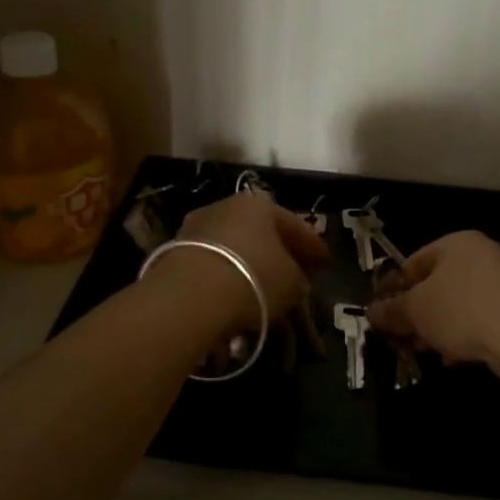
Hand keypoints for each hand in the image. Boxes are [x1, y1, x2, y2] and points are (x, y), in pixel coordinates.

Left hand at [171, 191, 327, 329]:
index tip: (325, 263)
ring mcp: (196, 227)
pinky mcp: (174, 251)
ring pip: (233, 246)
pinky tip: (233, 294)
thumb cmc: (254, 278)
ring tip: (261, 288)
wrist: (190, 295)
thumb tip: (296, 278)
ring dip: (248, 264)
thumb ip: (299, 277)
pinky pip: (212, 263)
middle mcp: (226, 206)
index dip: (313, 246)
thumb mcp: (293, 282)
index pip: (295, 224)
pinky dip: (225, 276)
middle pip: (260, 231)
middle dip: (278, 251)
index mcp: (260, 204)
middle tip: (294, 272)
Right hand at [366, 231, 499, 369]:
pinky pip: (482, 319)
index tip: (380, 313)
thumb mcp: (416, 310)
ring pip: (459, 304)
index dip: (393, 287)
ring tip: (427, 352)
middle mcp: (483, 255)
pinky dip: (466, 335)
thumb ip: (392, 310)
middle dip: (416, 313)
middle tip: (401, 337)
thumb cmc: (463, 310)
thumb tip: (372, 313)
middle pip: (437, 284)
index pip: (413, 261)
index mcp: (456, 243)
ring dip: (439, 328)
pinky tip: (456, 358)